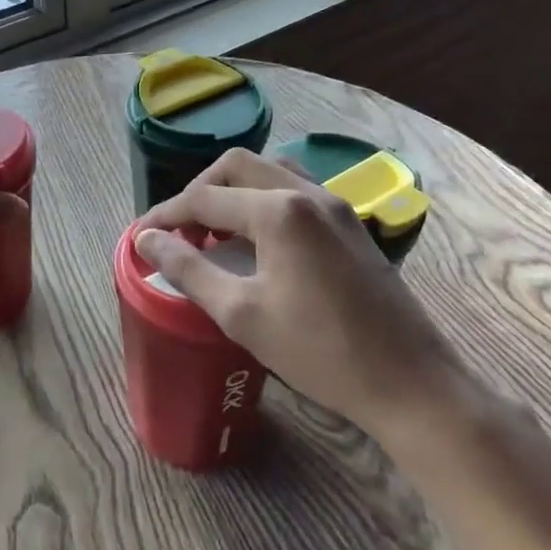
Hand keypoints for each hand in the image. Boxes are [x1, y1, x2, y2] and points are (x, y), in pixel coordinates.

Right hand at [134, 149, 463, 431]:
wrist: (410, 383)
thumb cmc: (319, 352)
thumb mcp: (241, 314)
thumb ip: (188, 269)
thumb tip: (146, 240)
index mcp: (279, 211)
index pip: (204, 198)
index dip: (166, 215)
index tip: (140, 237)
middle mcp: (307, 193)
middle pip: (237, 166)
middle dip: (199, 190)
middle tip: (180, 230)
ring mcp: (335, 205)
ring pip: (270, 171)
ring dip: (234, 189)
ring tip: (215, 228)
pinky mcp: (350, 224)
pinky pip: (295, 189)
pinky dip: (264, 199)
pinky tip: (257, 238)